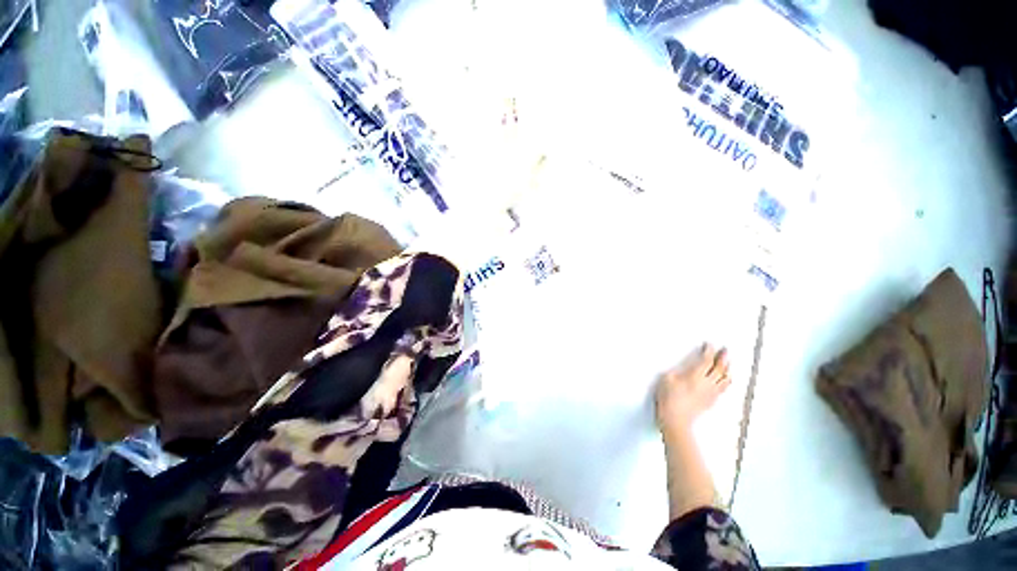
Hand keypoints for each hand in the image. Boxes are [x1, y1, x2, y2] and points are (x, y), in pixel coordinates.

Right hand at [656, 344, 731, 433]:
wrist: (676, 419)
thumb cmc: (669, 399)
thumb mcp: (667, 379)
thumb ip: (677, 372)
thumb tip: (684, 371)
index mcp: (695, 376)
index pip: (706, 361)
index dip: (709, 352)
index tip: (709, 345)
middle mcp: (707, 384)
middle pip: (720, 369)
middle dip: (723, 358)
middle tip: (726, 350)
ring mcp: (711, 394)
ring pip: (725, 380)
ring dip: (727, 370)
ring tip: (729, 364)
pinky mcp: (711, 402)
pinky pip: (723, 389)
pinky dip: (726, 382)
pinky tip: (725, 381)